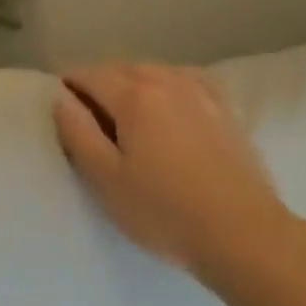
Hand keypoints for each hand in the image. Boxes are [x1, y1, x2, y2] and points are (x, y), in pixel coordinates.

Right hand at [54, 63, 292, 278]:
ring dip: (132, 84)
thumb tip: (61, 98)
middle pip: (121, 69)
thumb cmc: (165, 212)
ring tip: (127, 116)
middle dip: (99, 84)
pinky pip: (184, 81)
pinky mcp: (225, 107)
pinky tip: (168, 107)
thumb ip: (77, 133)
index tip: (61, 108)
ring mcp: (200, 91)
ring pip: (154, 72)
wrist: (245, 235)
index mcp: (134, 94)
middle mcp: (166, 80)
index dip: (69, 87)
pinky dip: (166, 86)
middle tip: (90, 119)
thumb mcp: (106, 179)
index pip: (89, 75)